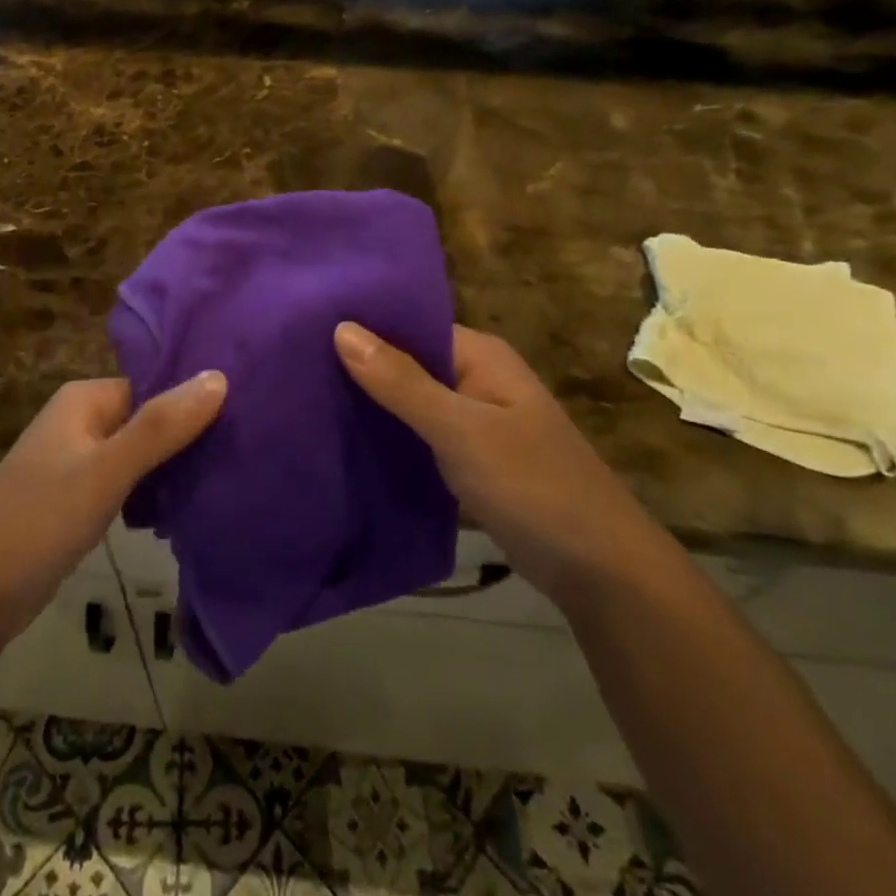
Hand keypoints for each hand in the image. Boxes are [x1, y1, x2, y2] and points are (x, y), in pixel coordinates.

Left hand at [0, 373, 226, 642]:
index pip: (155, 385)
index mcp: (85, 399)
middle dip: (189, 435)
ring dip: (174, 465)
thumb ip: (161, 426)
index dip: (195, 400)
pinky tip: (186, 507)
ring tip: (226, 476)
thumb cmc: (40, 520)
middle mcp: (81, 420)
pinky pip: (128, 481)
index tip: (246, 415)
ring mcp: (78, 460)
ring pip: (141, 452)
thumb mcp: (107, 470)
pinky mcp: (78, 497)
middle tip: (243, 451)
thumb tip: (220, 376)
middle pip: (150, 417)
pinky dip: (153, 490)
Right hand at [334, 322, 651, 599]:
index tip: (303, 329)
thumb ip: (401, 381)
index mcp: (480, 355)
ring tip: (306, 399)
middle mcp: (477, 378)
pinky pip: (421, 434)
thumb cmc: (532, 485)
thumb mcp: (460, 429)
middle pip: (407, 361)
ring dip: (372, 402)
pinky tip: (347, 441)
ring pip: (411, 400)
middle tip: (294, 366)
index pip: (409, 323)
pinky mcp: (471, 459)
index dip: (361, 325)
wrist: (601, 571)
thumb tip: (341, 327)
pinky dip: (391, 435)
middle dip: (359, 365)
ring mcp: (476, 421)